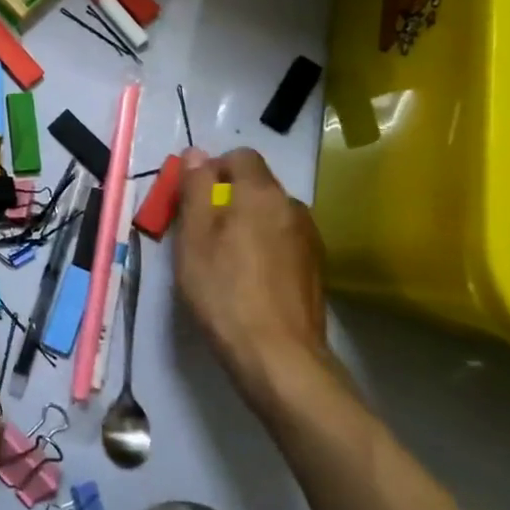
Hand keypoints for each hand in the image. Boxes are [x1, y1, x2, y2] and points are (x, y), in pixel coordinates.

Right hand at [175, 148, 328, 418]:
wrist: (278, 356)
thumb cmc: (223, 290)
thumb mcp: (193, 237)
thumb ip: (195, 188)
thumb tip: (197, 153)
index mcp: (261, 193)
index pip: (240, 156)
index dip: (212, 170)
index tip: (193, 200)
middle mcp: (292, 207)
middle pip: (256, 186)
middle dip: (228, 199)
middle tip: (201, 234)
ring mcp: (309, 239)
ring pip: (270, 215)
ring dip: (247, 225)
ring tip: (225, 261)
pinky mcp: (316, 269)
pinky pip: (283, 242)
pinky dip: (264, 249)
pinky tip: (250, 281)